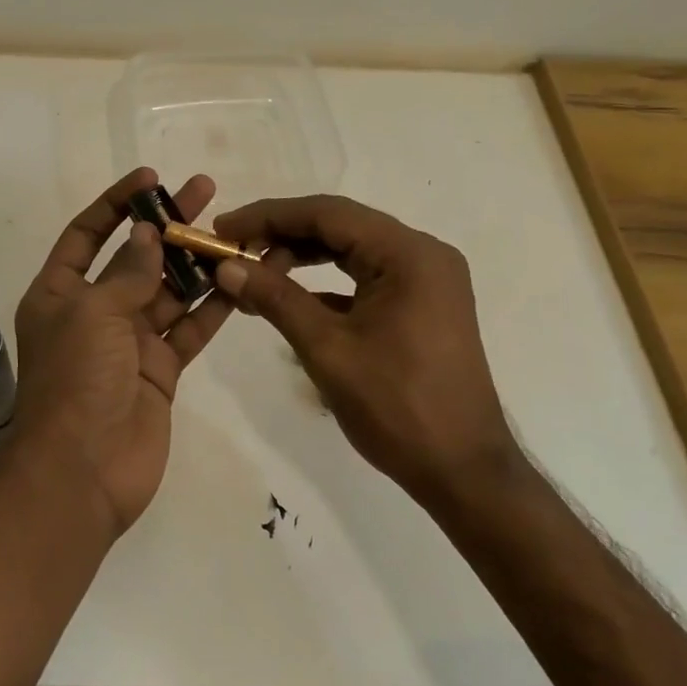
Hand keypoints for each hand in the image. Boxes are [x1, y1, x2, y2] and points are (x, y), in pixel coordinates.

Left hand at [7, 168, 233, 538]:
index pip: (87, 235)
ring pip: (168, 291)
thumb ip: (128, 272)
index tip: (151, 177)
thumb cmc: (76, 381)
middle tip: (206, 190)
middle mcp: (94, 313)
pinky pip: (188, 329)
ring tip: (232, 230)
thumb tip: (148, 232)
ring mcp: (129, 343)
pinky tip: (238, 279)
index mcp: (60, 294)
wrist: (83, 472)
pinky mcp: (160, 371)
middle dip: (167, 224)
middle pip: (135, 257)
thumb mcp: (94, 313)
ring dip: (196, 263)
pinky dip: (211, 307)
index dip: (116, 203)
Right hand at [212, 195, 515, 504]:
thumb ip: (276, 299)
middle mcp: (423, 254)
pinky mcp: (422, 305)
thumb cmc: (397, 407)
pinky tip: (290, 300)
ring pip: (352, 252)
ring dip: (302, 259)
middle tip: (232, 251)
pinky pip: (366, 278)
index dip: (269, 217)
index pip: (328, 214)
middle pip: (341, 227)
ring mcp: (426, 280)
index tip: (224, 229)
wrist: (463, 471)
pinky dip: (326, 284)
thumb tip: (226, 267)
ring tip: (253, 273)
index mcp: (409, 254)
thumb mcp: (328, 349)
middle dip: (283, 236)